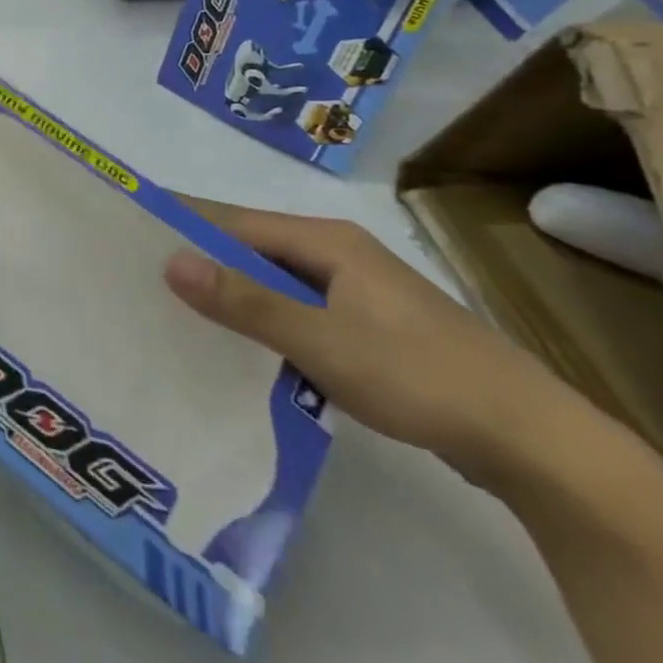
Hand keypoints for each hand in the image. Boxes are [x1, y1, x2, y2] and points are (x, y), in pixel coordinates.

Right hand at [165, 204, 573, 487]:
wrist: (534, 443)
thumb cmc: (421, 377)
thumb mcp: (322, 340)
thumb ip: (245, 301)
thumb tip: (169, 259)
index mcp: (324, 240)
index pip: (231, 219)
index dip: (180, 222)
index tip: (127, 232)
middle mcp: (334, 254)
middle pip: (248, 247)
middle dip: (196, 259)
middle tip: (136, 277)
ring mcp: (352, 291)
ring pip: (269, 282)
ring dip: (227, 293)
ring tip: (169, 310)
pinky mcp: (363, 327)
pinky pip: (292, 311)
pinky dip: (258, 320)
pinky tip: (232, 346)